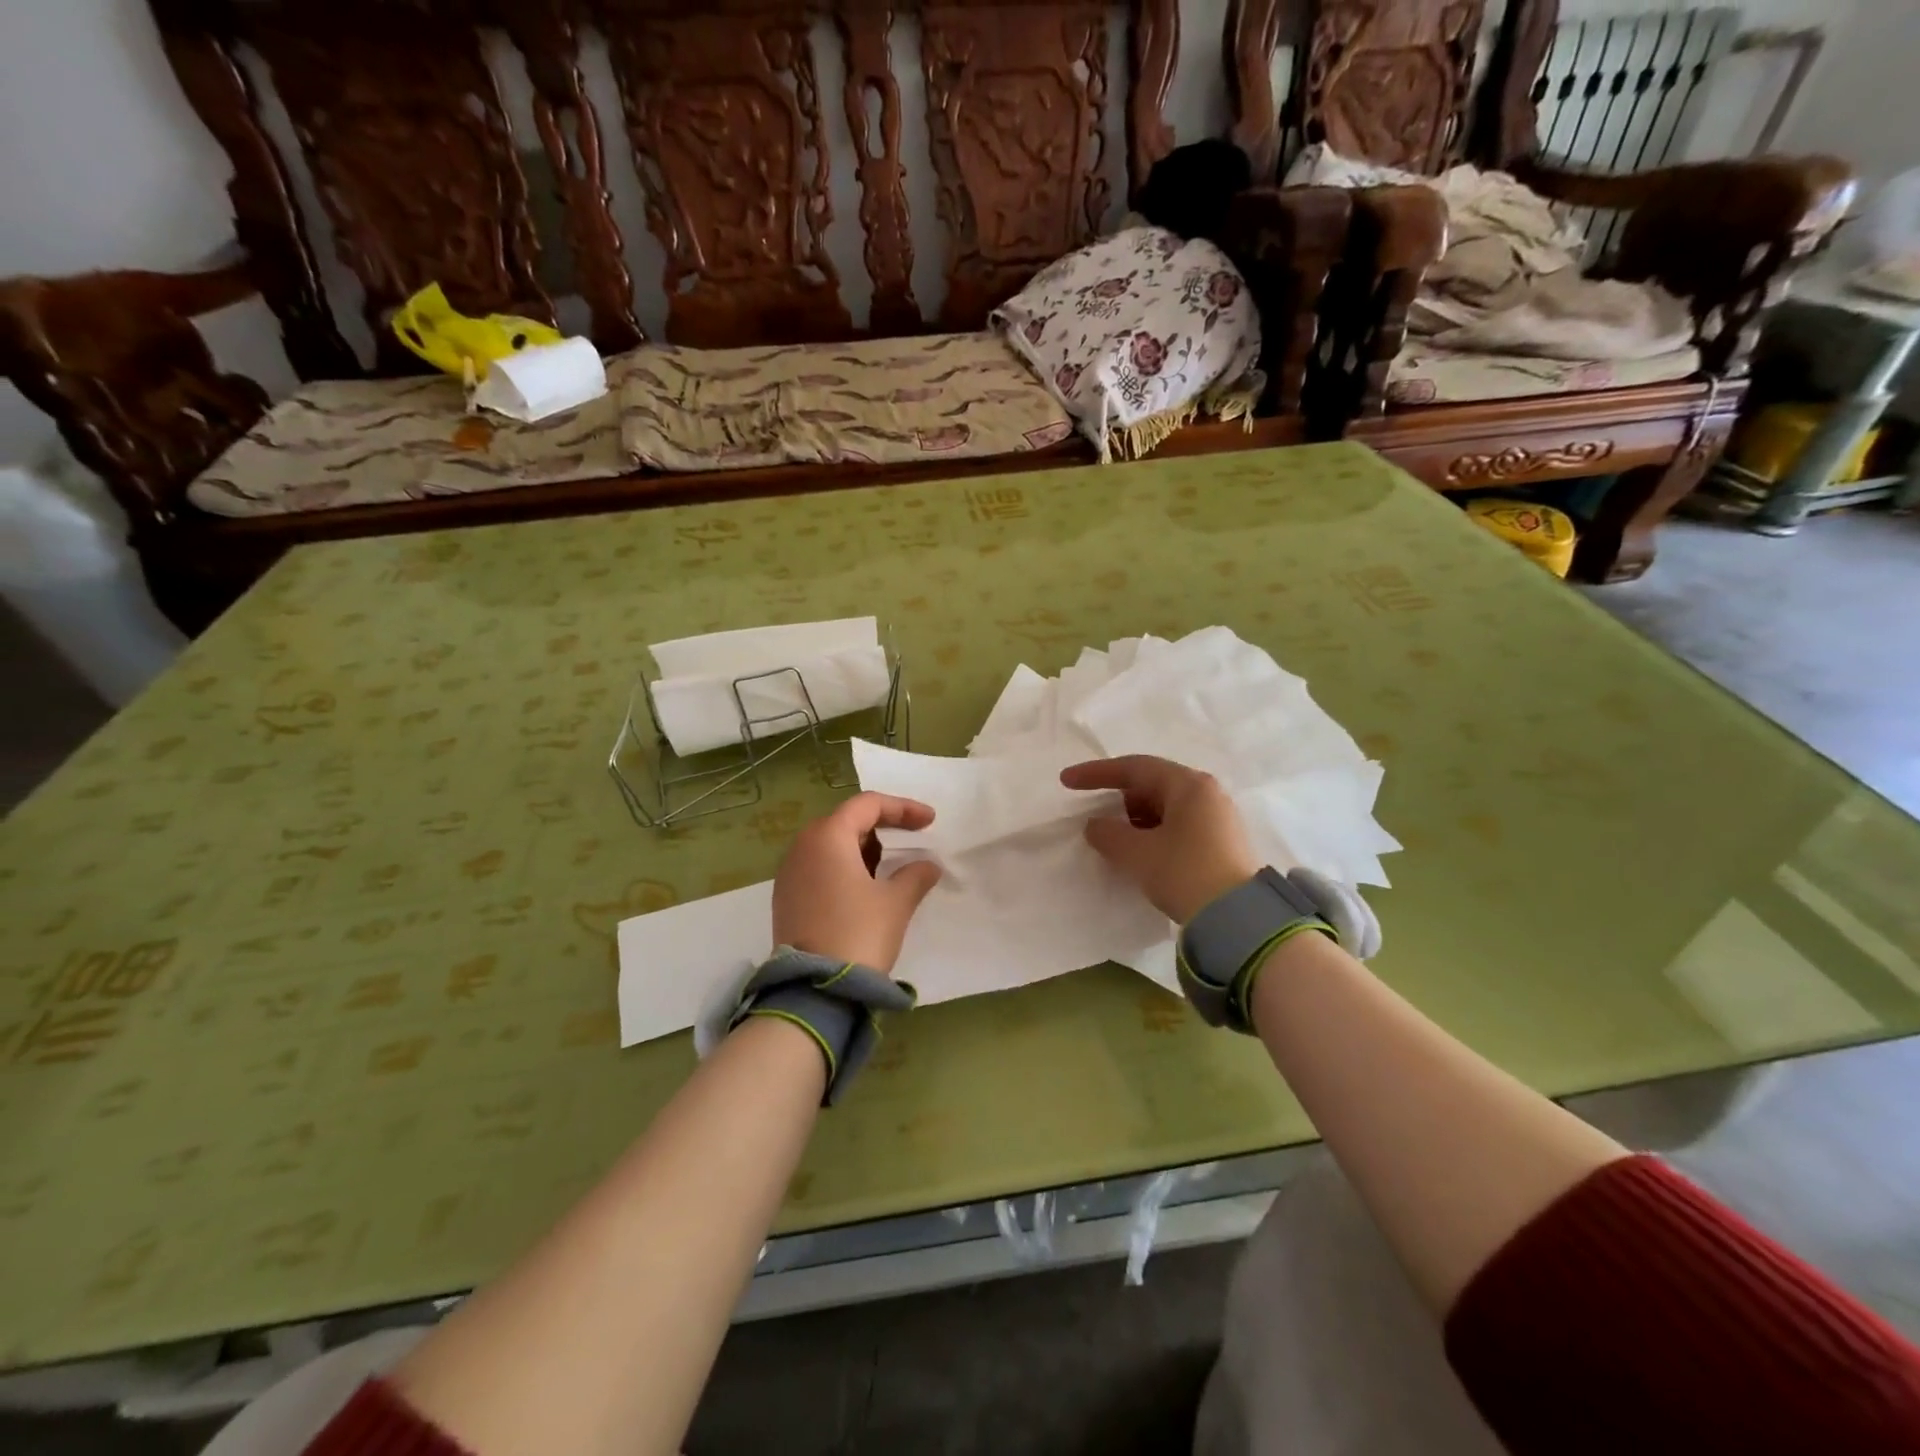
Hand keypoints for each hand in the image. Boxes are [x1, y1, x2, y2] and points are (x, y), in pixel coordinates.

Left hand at [772, 793, 943, 971]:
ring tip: (891, 865)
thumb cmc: (859, 934)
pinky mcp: (786, 898)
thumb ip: (916, 875)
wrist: (814, 990)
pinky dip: (845, 867)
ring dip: (863, 848)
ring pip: (831, 845)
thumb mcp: (896, 902)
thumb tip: (927, 866)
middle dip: (882, 826)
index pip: (867, 805)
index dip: (903, 808)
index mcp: (827, 837)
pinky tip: (865, 888)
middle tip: (912, 838)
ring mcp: (789, 873)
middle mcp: (802, 847)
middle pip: (846, 821)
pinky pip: (819, 867)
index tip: (930, 822)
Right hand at [1060, 756, 1260, 923]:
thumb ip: (1108, 834)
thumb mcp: (1137, 853)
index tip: (1067, 781)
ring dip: (1137, 820)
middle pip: (1152, 785)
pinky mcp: (1223, 843)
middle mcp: (1207, 794)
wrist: (1239, 920)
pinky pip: (1179, 826)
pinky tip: (1144, 855)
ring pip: (1166, 808)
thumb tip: (1096, 825)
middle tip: (1098, 819)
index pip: (1134, 768)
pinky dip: (1155, 834)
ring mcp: (1219, 818)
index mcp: (1188, 785)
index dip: (1097, 773)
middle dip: (1120, 799)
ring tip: (1118, 842)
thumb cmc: (1185, 873)